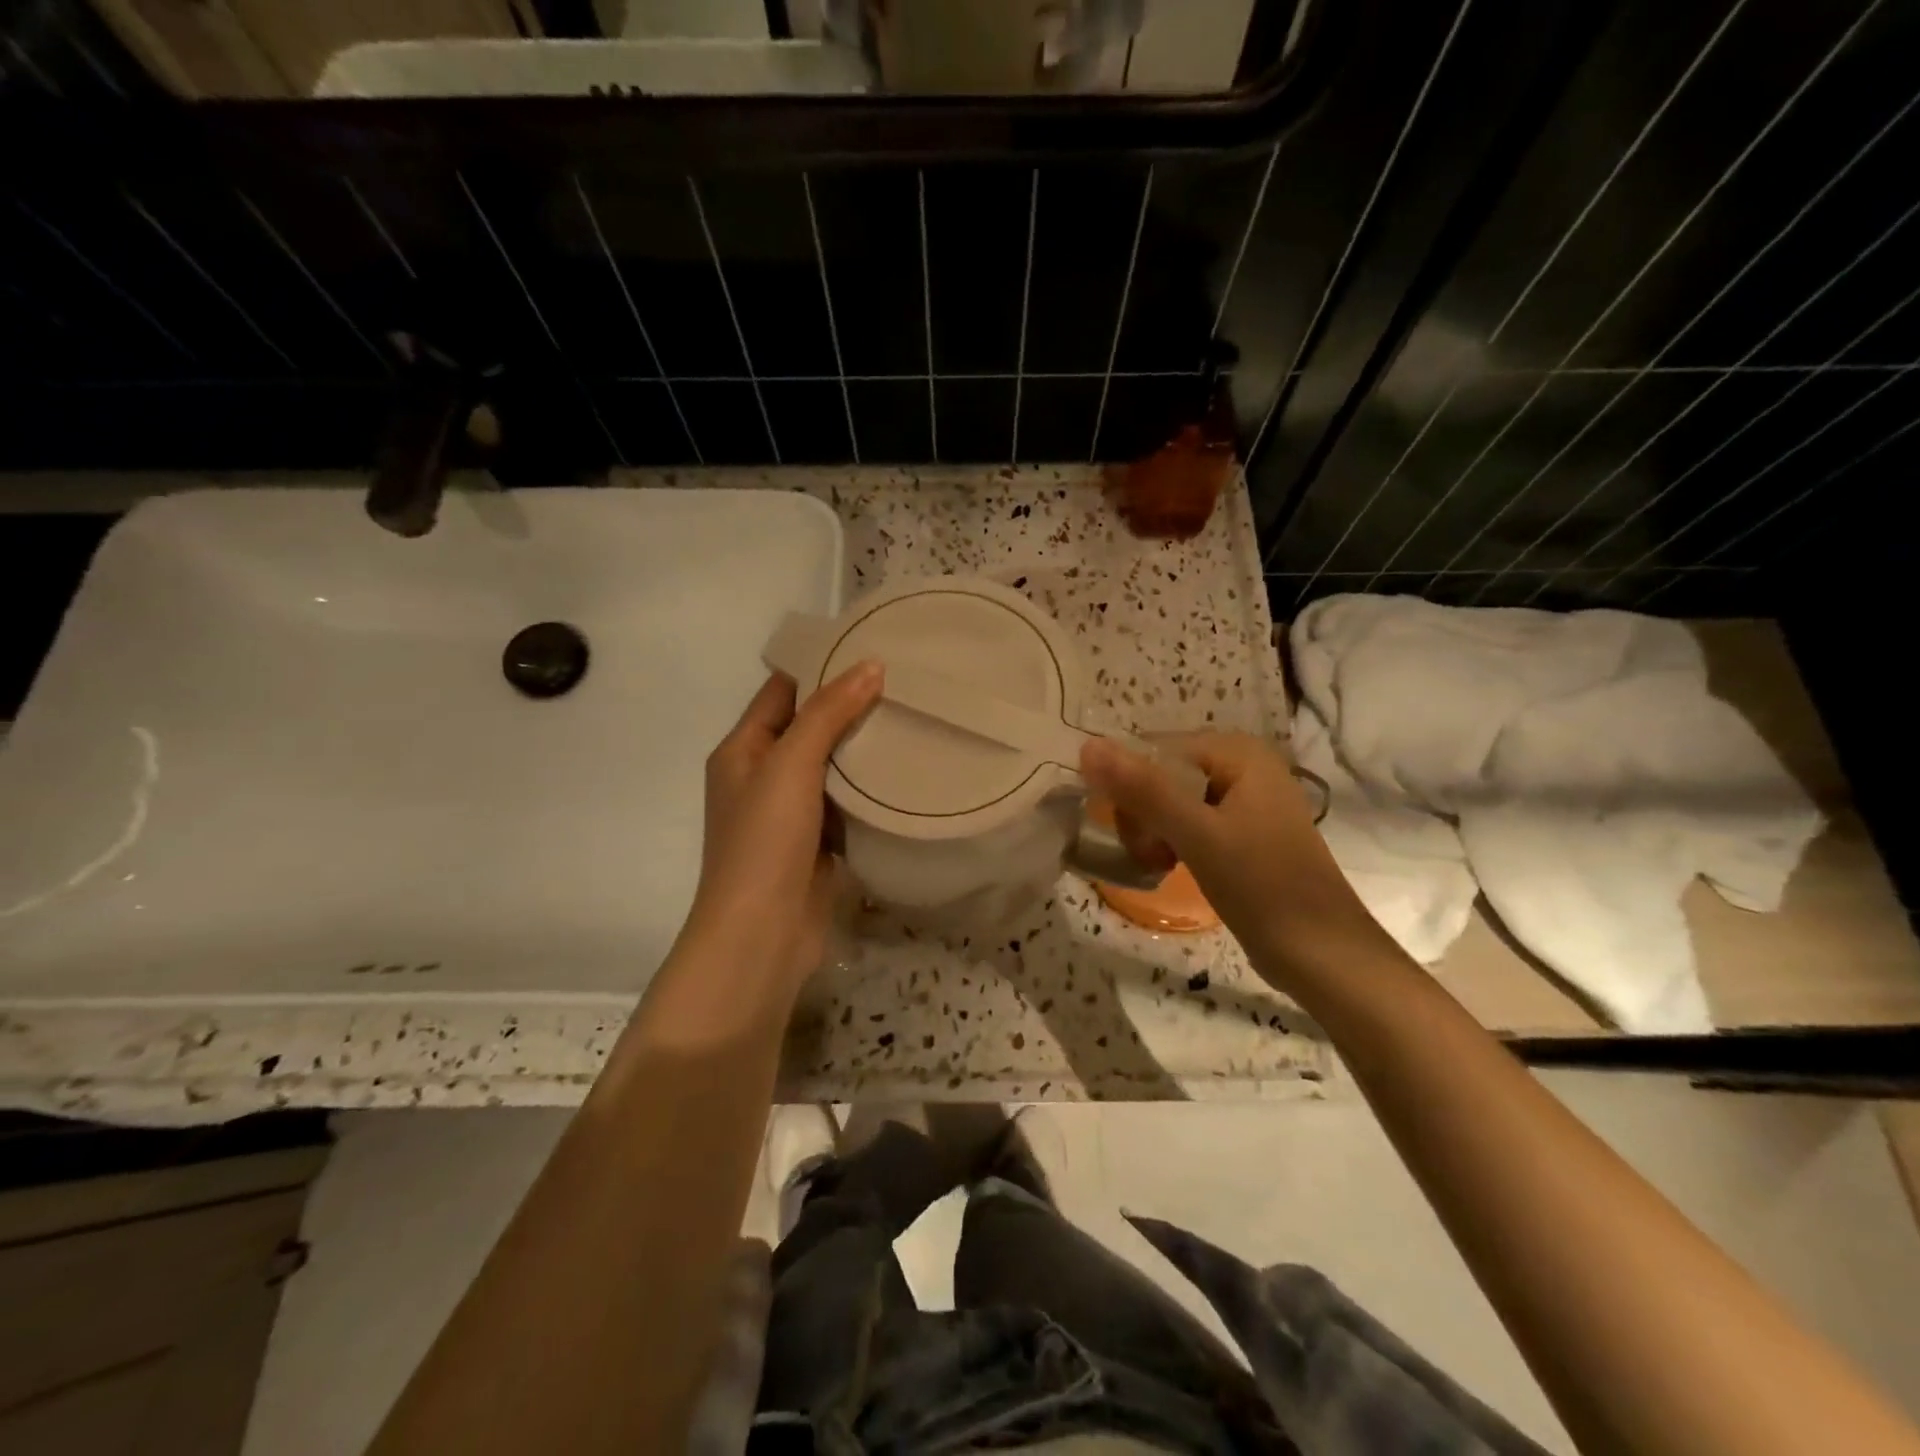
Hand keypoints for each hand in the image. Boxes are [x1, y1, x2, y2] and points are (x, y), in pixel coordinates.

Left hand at [685, 663, 883, 999]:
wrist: (762, 934)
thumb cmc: (764, 841)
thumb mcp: (791, 765)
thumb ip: (828, 714)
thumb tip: (870, 666)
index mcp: (742, 750)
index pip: (782, 692)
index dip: (820, 668)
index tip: (869, 648)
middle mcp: (762, 776)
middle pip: (809, 727)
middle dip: (850, 707)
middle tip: (904, 682)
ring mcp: (790, 812)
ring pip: (831, 766)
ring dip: (863, 748)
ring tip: (913, 717)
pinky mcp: (816, 842)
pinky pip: (845, 802)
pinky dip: (868, 788)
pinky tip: (906, 771)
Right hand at [1079, 732, 1383, 978]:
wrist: (1323, 954)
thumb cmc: (1263, 887)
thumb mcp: (1198, 835)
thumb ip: (1143, 789)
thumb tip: (1088, 746)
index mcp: (1238, 752)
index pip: (1154, 753)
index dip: (1131, 790)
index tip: (1130, 835)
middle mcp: (1242, 765)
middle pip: (1161, 776)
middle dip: (1143, 815)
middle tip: (1150, 855)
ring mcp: (1244, 800)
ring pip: (1169, 802)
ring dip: (1153, 832)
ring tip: (1159, 865)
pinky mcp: (1242, 832)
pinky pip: (1188, 823)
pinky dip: (1172, 842)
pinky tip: (1171, 866)